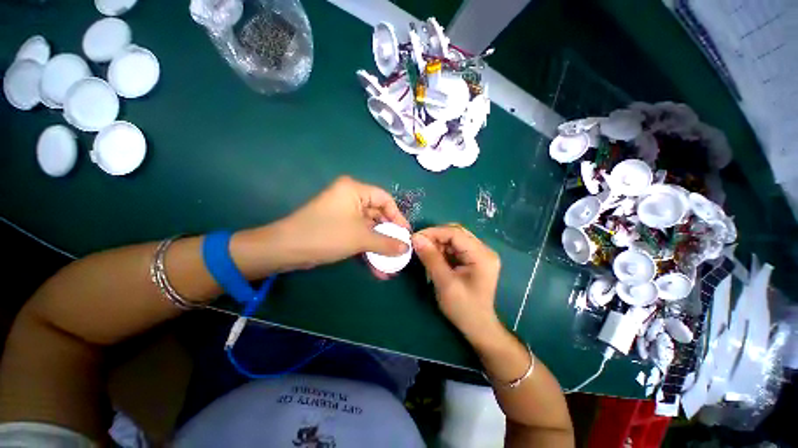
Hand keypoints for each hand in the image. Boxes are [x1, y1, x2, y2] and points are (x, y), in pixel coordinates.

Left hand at [272, 176, 410, 275]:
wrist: (286, 250)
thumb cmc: (326, 234)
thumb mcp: (360, 238)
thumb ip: (386, 243)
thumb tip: (406, 248)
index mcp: (355, 190)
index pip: (385, 199)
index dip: (398, 217)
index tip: (406, 234)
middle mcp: (350, 198)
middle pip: (378, 215)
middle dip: (389, 236)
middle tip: (401, 251)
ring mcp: (344, 214)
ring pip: (369, 229)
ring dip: (379, 247)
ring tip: (392, 264)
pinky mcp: (339, 228)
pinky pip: (359, 236)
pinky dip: (368, 250)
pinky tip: (378, 268)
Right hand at [411, 224, 501, 341]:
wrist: (478, 327)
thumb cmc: (463, 309)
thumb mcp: (445, 283)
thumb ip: (431, 258)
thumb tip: (416, 238)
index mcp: (482, 255)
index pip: (456, 233)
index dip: (434, 232)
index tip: (415, 238)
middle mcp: (484, 250)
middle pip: (456, 233)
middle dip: (436, 237)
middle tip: (419, 245)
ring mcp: (480, 255)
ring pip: (454, 240)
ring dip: (438, 244)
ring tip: (425, 254)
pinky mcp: (474, 260)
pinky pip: (455, 248)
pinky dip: (442, 251)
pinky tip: (434, 258)